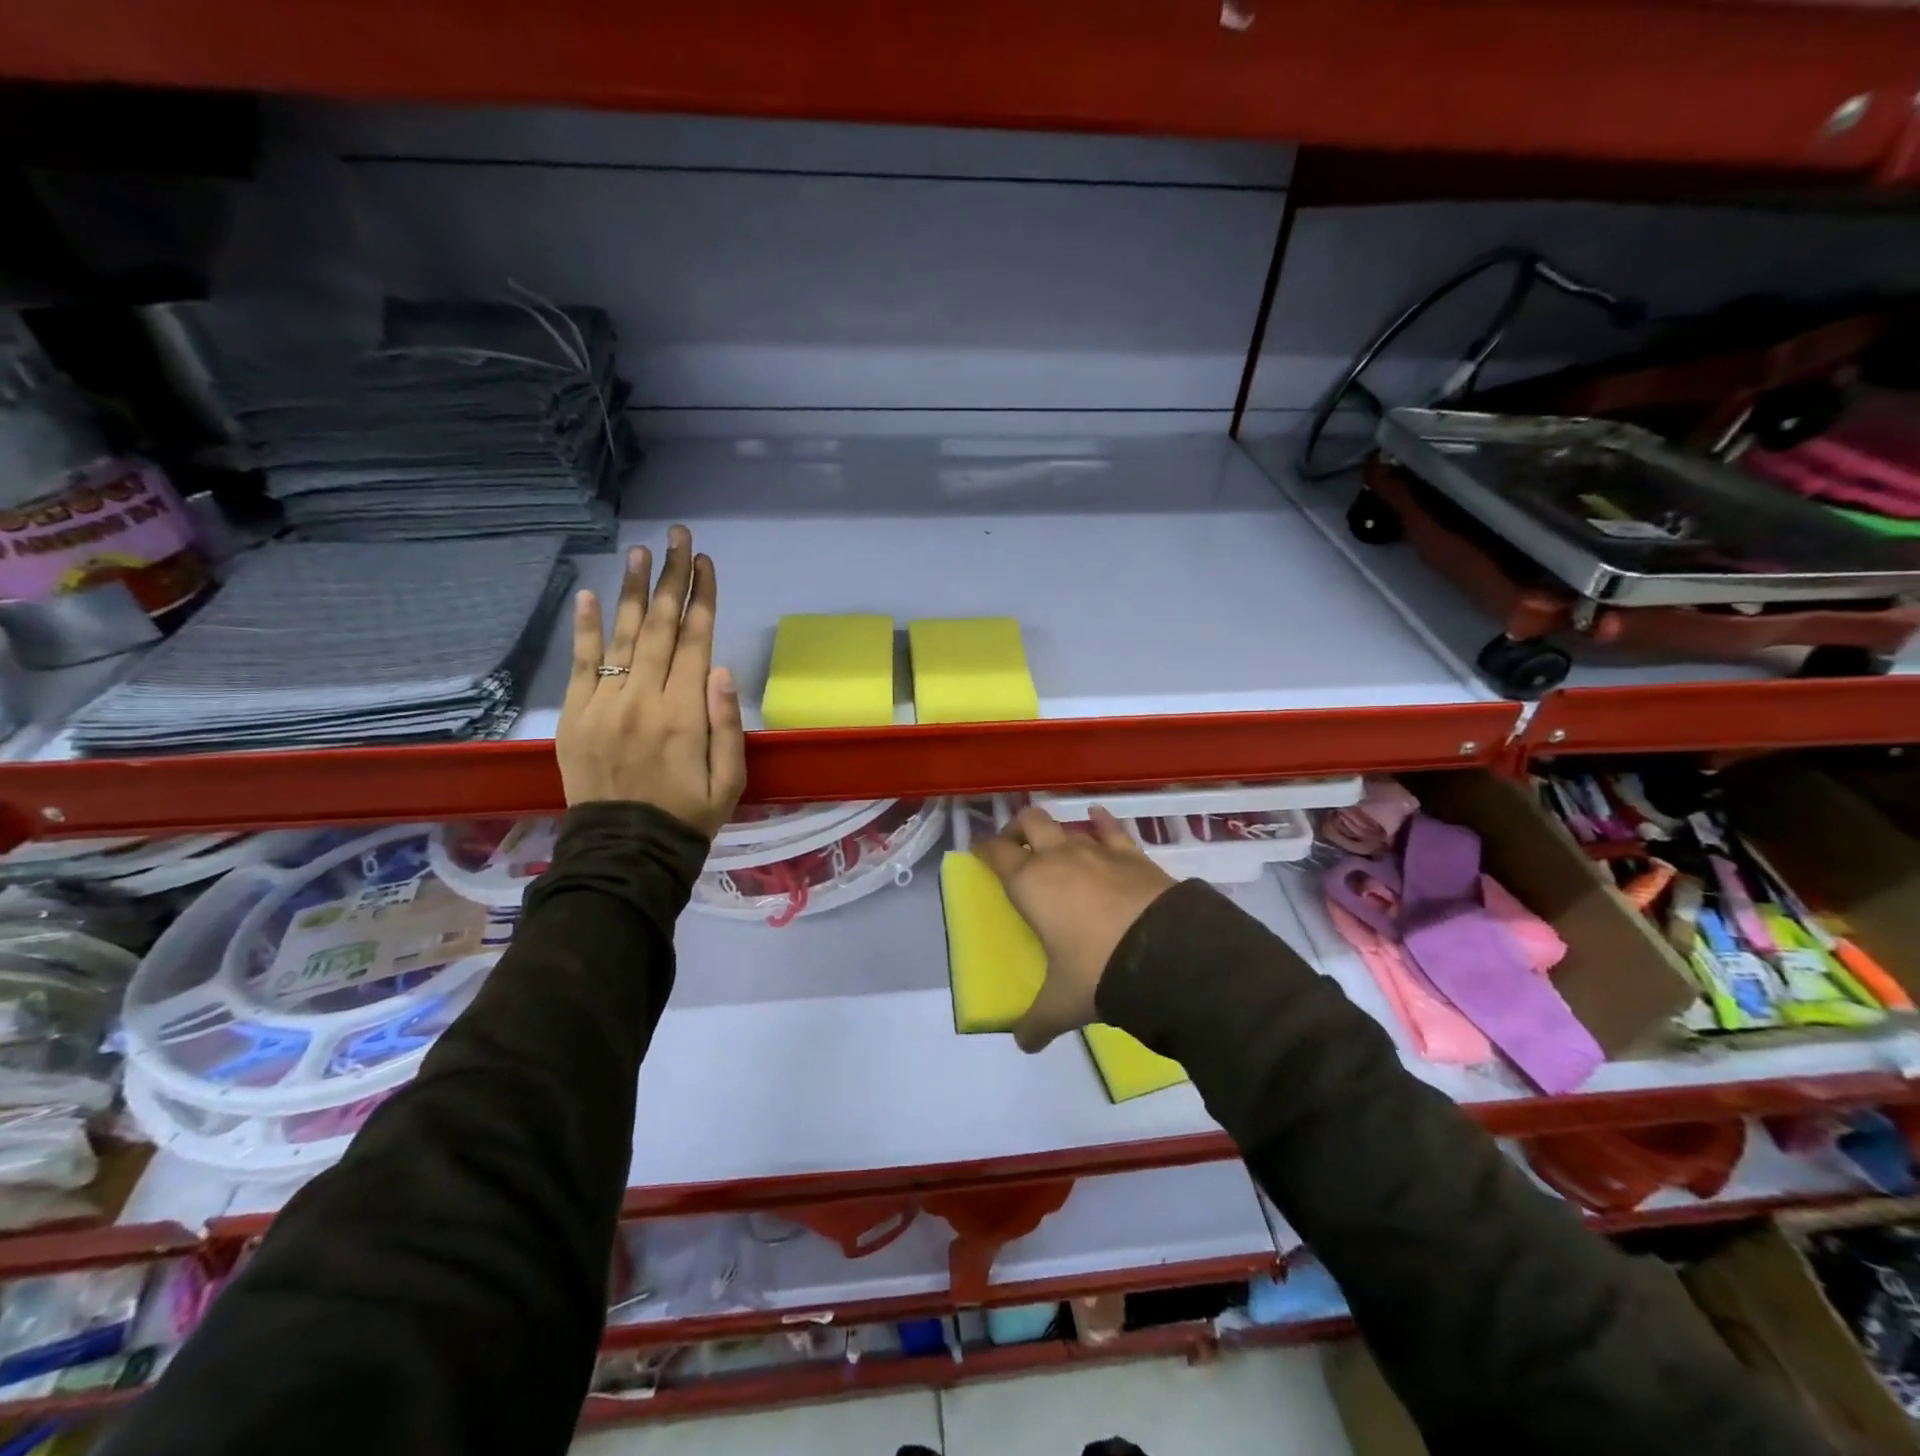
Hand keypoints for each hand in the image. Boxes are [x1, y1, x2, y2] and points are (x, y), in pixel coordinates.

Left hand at [557, 525, 746, 835]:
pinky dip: (585, 629)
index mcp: (685, 714)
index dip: (703, 598)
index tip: (706, 562)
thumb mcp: (729, 780)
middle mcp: (644, 699)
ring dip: (634, 591)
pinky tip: (589, 596)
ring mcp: (604, 704)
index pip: (696, 641)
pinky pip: (581, 664)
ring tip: (641, 552)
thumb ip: (727, 725)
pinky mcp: (576, 715)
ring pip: (623, 636)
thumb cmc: (688, 816)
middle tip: (678, 537)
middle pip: (662, 627)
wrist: (625, 852)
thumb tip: (722, 669)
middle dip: (673, 578)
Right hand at [975, 806, 1176, 1051]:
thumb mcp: (1061, 1003)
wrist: (1164, 954)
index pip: (995, 852)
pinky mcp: (1132, 854)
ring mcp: (1097, 850)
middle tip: (1015, 848)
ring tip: (1055, 843)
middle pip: (1029, 821)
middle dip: (1017, 829)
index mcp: (1030, 883)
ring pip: (1067, 824)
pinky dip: (1101, 821)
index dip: (983, 849)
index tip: (979, 853)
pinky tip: (1097, 818)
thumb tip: (1024, 1044)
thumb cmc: (1096, 971)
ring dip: (1056, 829)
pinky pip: (1111, 828)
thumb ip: (1037, 1022)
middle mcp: (1058, 857)